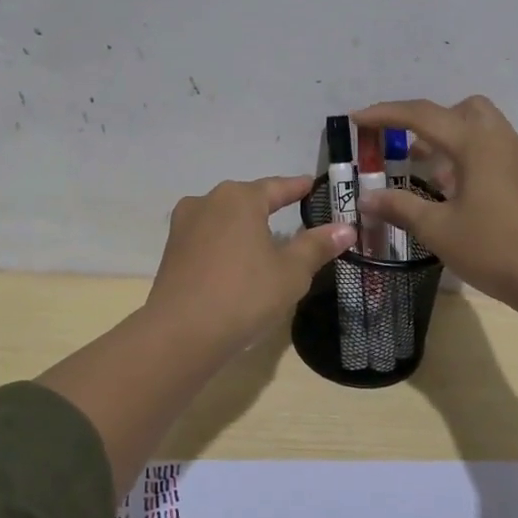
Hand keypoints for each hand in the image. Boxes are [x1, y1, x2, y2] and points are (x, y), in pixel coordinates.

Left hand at [144, 175, 355, 357]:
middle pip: (247, 200)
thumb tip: (346, 228)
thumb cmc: (244, 294)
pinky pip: (208, 238)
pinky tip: (236, 260)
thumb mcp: (291, 272)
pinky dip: (226, 244)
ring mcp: (184, 225)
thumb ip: (316, 246)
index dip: (297, 188)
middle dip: (269, 206)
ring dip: (245, 226)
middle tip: (293, 213)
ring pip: (224, 219)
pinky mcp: (172, 250)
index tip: (312, 185)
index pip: (277, 187)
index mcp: (239, 198)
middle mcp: (208, 202)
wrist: (181, 332)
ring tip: (264, 239)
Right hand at [352, 96, 517, 313]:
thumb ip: (400, 207)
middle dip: (429, 120)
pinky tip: (457, 192)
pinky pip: (494, 148)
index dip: (386, 114)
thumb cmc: (494, 249)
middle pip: (462, 109)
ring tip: (429, 173)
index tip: (357, 119)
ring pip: (481, 127)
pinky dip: (469, 155)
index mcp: (476, 144)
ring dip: (450, 138)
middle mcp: (501, 140)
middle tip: (407, 149)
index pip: (423, 115)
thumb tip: (366, 198)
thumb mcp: (438, 230)